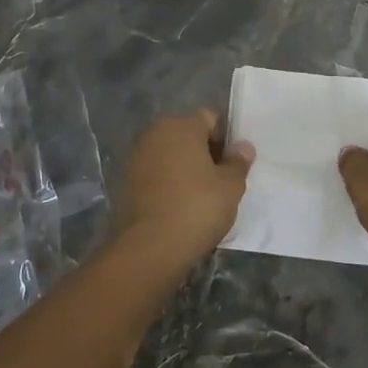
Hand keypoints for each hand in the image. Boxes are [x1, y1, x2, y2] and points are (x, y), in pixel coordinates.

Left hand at [115, 110, 253, 270]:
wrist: (148, 249)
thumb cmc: (196, 208)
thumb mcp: (230, 186)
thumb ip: (238, 162)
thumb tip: (243, 147)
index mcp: (180, 126)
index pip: (210, 119)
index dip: (226, 139)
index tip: (235, 164)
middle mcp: (154, 134)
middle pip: (188, 136)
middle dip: (205, 154)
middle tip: (222, 182)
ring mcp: (136, 159)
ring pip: (171, 157)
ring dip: (186, 170)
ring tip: (202, 198)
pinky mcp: (125, 183)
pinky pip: (156, 176)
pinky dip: (169, 185)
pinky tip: (180, 208)